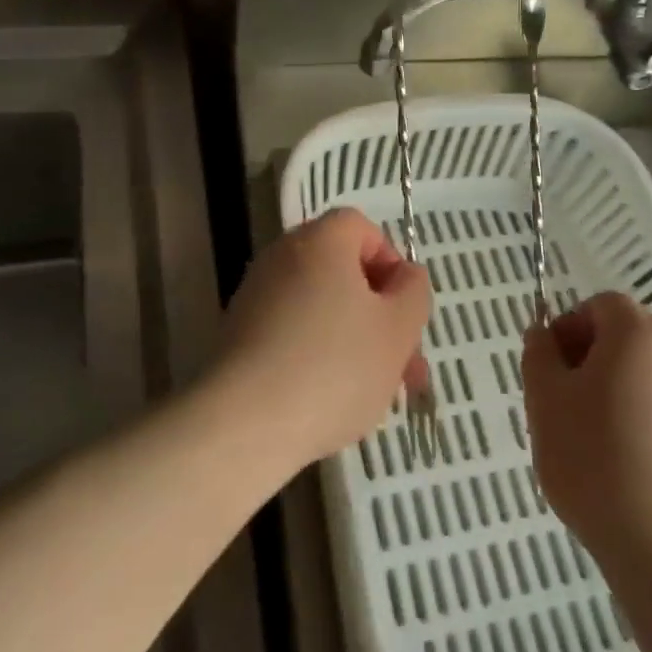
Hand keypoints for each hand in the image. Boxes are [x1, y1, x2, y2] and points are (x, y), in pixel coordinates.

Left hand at [214, 209, 431, 473]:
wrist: (244, 423)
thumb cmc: (334, 367)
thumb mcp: (397, 329)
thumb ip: (413, 292)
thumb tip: (404, 276)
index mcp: (320, 241)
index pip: (361, 228)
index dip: (391, 263)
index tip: (404, 309)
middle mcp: (282, 256)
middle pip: (342, 272)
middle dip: (380, 315)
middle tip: (405, 366)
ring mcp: (255, 296)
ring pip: (321, 308)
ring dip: (354, 340)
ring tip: (376, 394)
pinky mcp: (239, 335)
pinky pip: (292, 333)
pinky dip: (317, 356)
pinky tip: (331, 401)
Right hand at [522, 292, 651, 586]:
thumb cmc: (596, 460)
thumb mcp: (545, 400)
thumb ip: (539, 354)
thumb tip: (543, 334)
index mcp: (639, 334)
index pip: (600, 305)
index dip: (567, 326)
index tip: (547, 368)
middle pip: (624, 335)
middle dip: (586, 357)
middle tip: (559, 401)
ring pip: (642, 372)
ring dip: (609, 388)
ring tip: (585, 436)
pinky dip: (636, 416)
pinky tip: (618, 461)